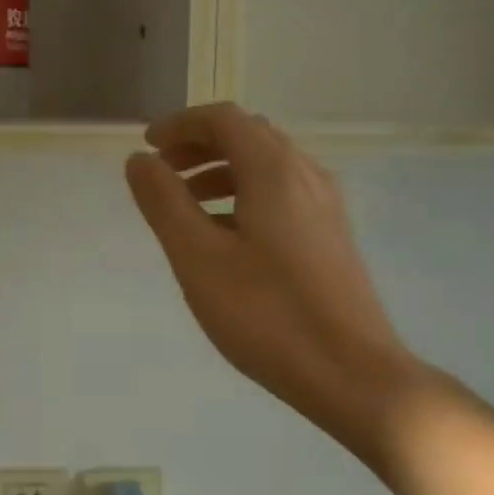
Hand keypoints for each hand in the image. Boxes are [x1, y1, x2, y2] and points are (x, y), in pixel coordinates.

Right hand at [125, 103, 429, 457]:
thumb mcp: (198, 257)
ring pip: (267, 166)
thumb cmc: (266, 313)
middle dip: (199, 145)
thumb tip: (139, 161)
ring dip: (221, 171)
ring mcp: (325, 207)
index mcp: (273, 171)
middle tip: (162, 171)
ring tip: (185, 204)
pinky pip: (282, 194)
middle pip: (248, 136)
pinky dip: (244, 195)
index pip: (223, 119)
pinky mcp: (331, 237)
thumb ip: (164, 202)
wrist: (354, 374)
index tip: (146, 147)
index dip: (180, 125)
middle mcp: (305, 175)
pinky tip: (225, 236)